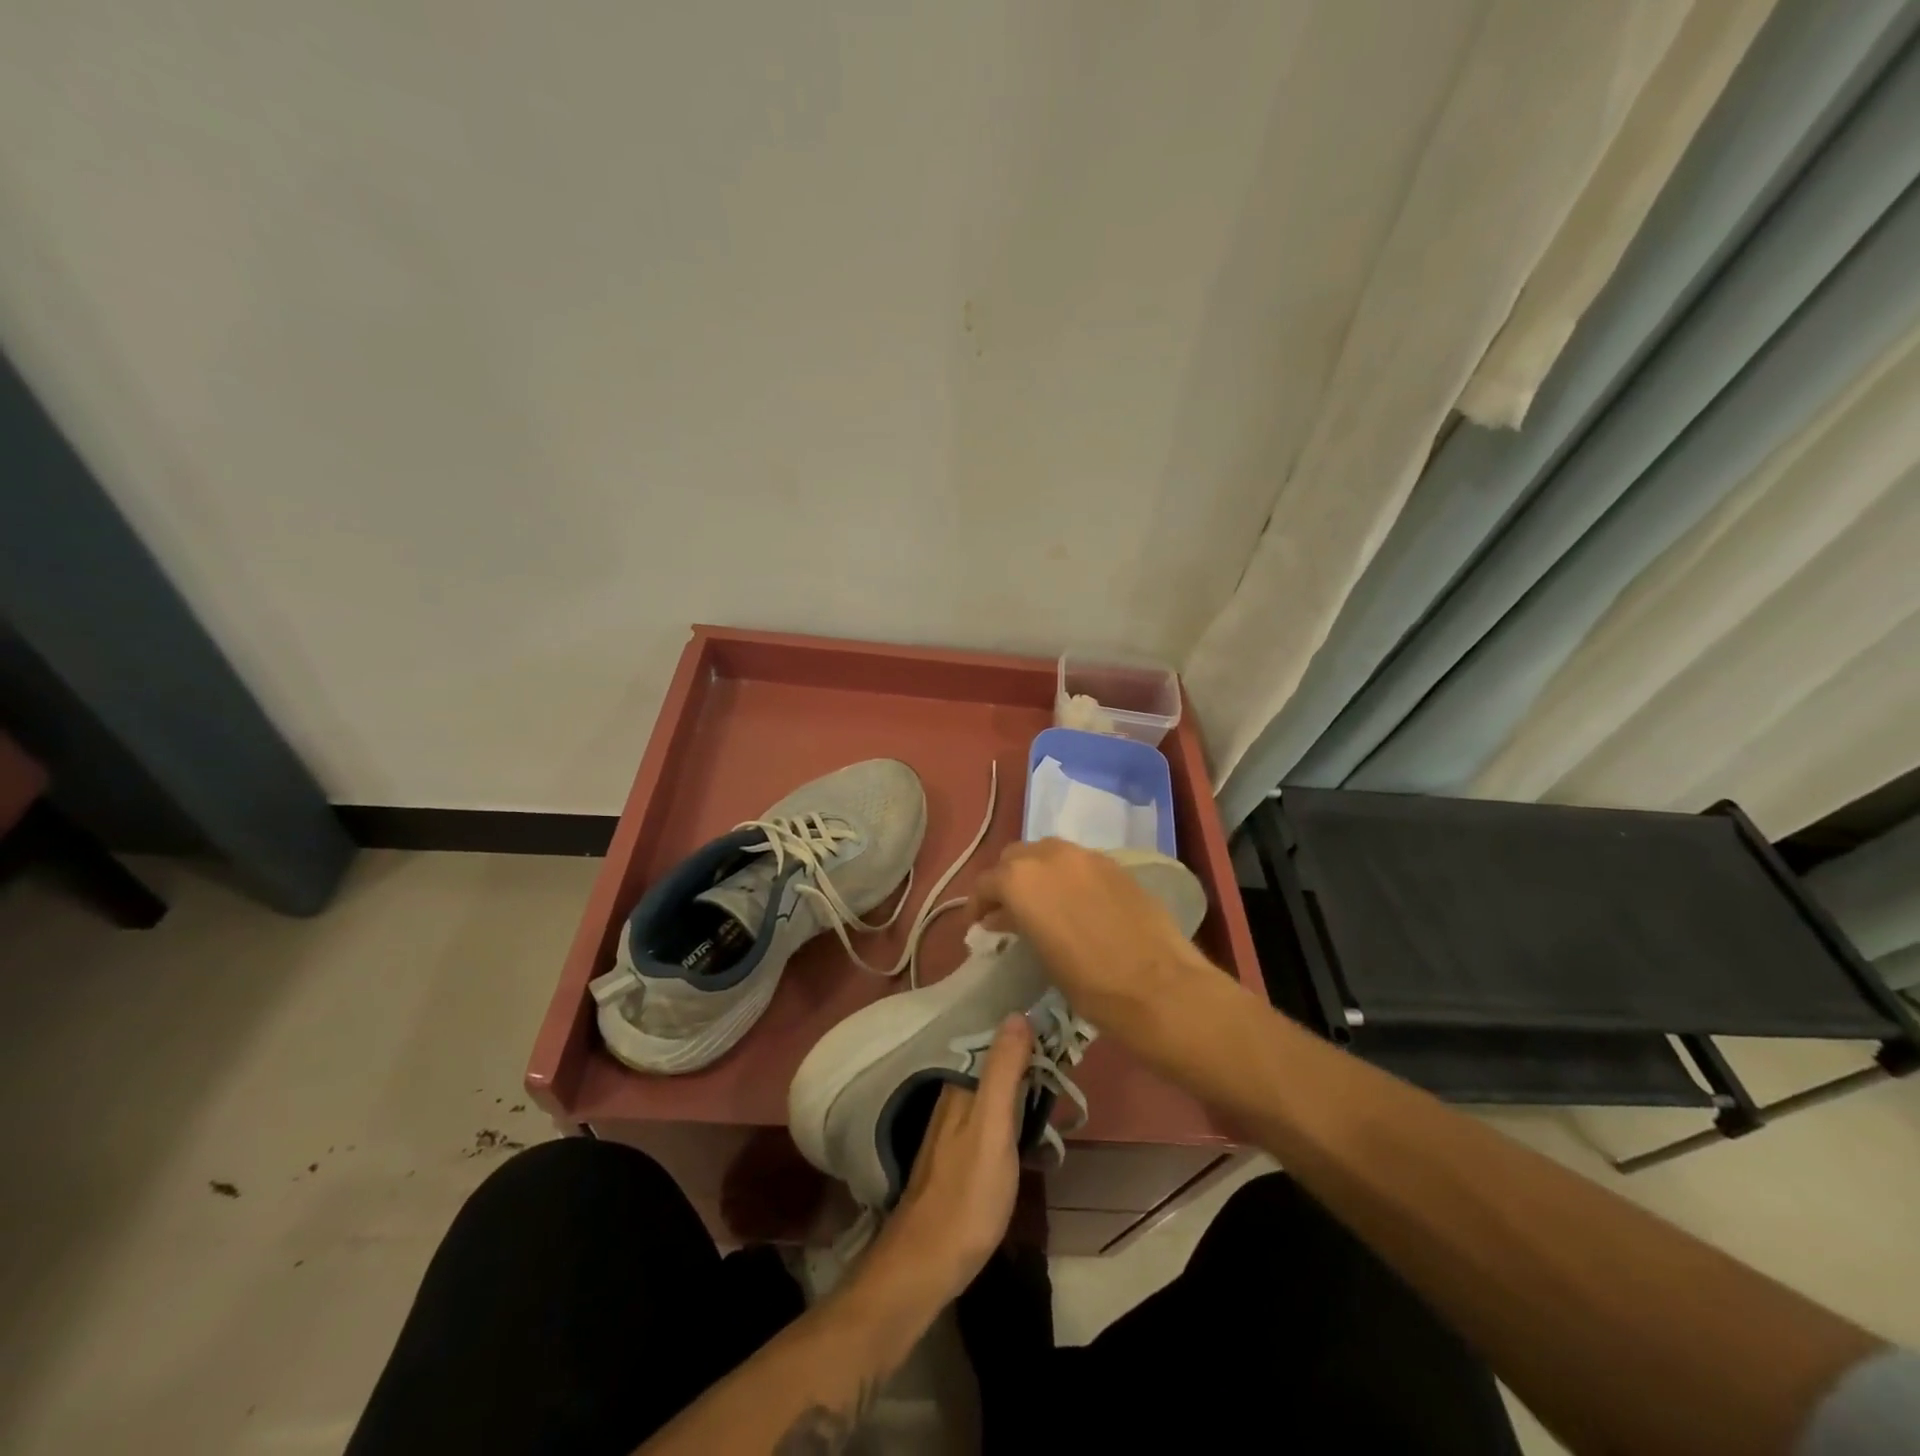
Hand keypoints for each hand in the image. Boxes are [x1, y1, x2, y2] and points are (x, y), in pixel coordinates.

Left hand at [860, 1014, 1033, 1307]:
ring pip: (994, 1088)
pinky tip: (1032, 1116)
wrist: (926, 1263)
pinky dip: (1014, 1106)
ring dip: (1022, 1079)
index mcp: (960, 1085)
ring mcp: (955, 1127)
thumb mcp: (991, 1128)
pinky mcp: (961, 1153)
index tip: (1062, 1022)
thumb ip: (1002, 1072)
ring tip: (1059, 1075)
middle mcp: (953, 1097)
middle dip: (1027, 1052)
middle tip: (1070, 1049)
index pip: (995, 1040)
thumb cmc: (966, 1194)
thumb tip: (1017, 1014)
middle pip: (994, 1062)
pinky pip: (992, 1113)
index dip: (1027, 1029)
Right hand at [967, 838, 1210, 1028]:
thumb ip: (1016, 924)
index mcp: (1020, 879)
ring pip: (1047, 853)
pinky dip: (1067, 876)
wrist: (1158, 985)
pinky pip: (1078, 862)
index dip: (978, 904)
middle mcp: (1049, 855)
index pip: (986, 882)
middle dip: (1007, 881)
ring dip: (1037, 873)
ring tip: (1042, 904)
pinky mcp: (1115, 864)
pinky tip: (1076, 904)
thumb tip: (1003, 917)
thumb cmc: (1089, 983)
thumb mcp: (1039, 955)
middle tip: (1008, 912)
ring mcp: (1085, 855)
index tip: (979, 925)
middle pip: (1015, 858)